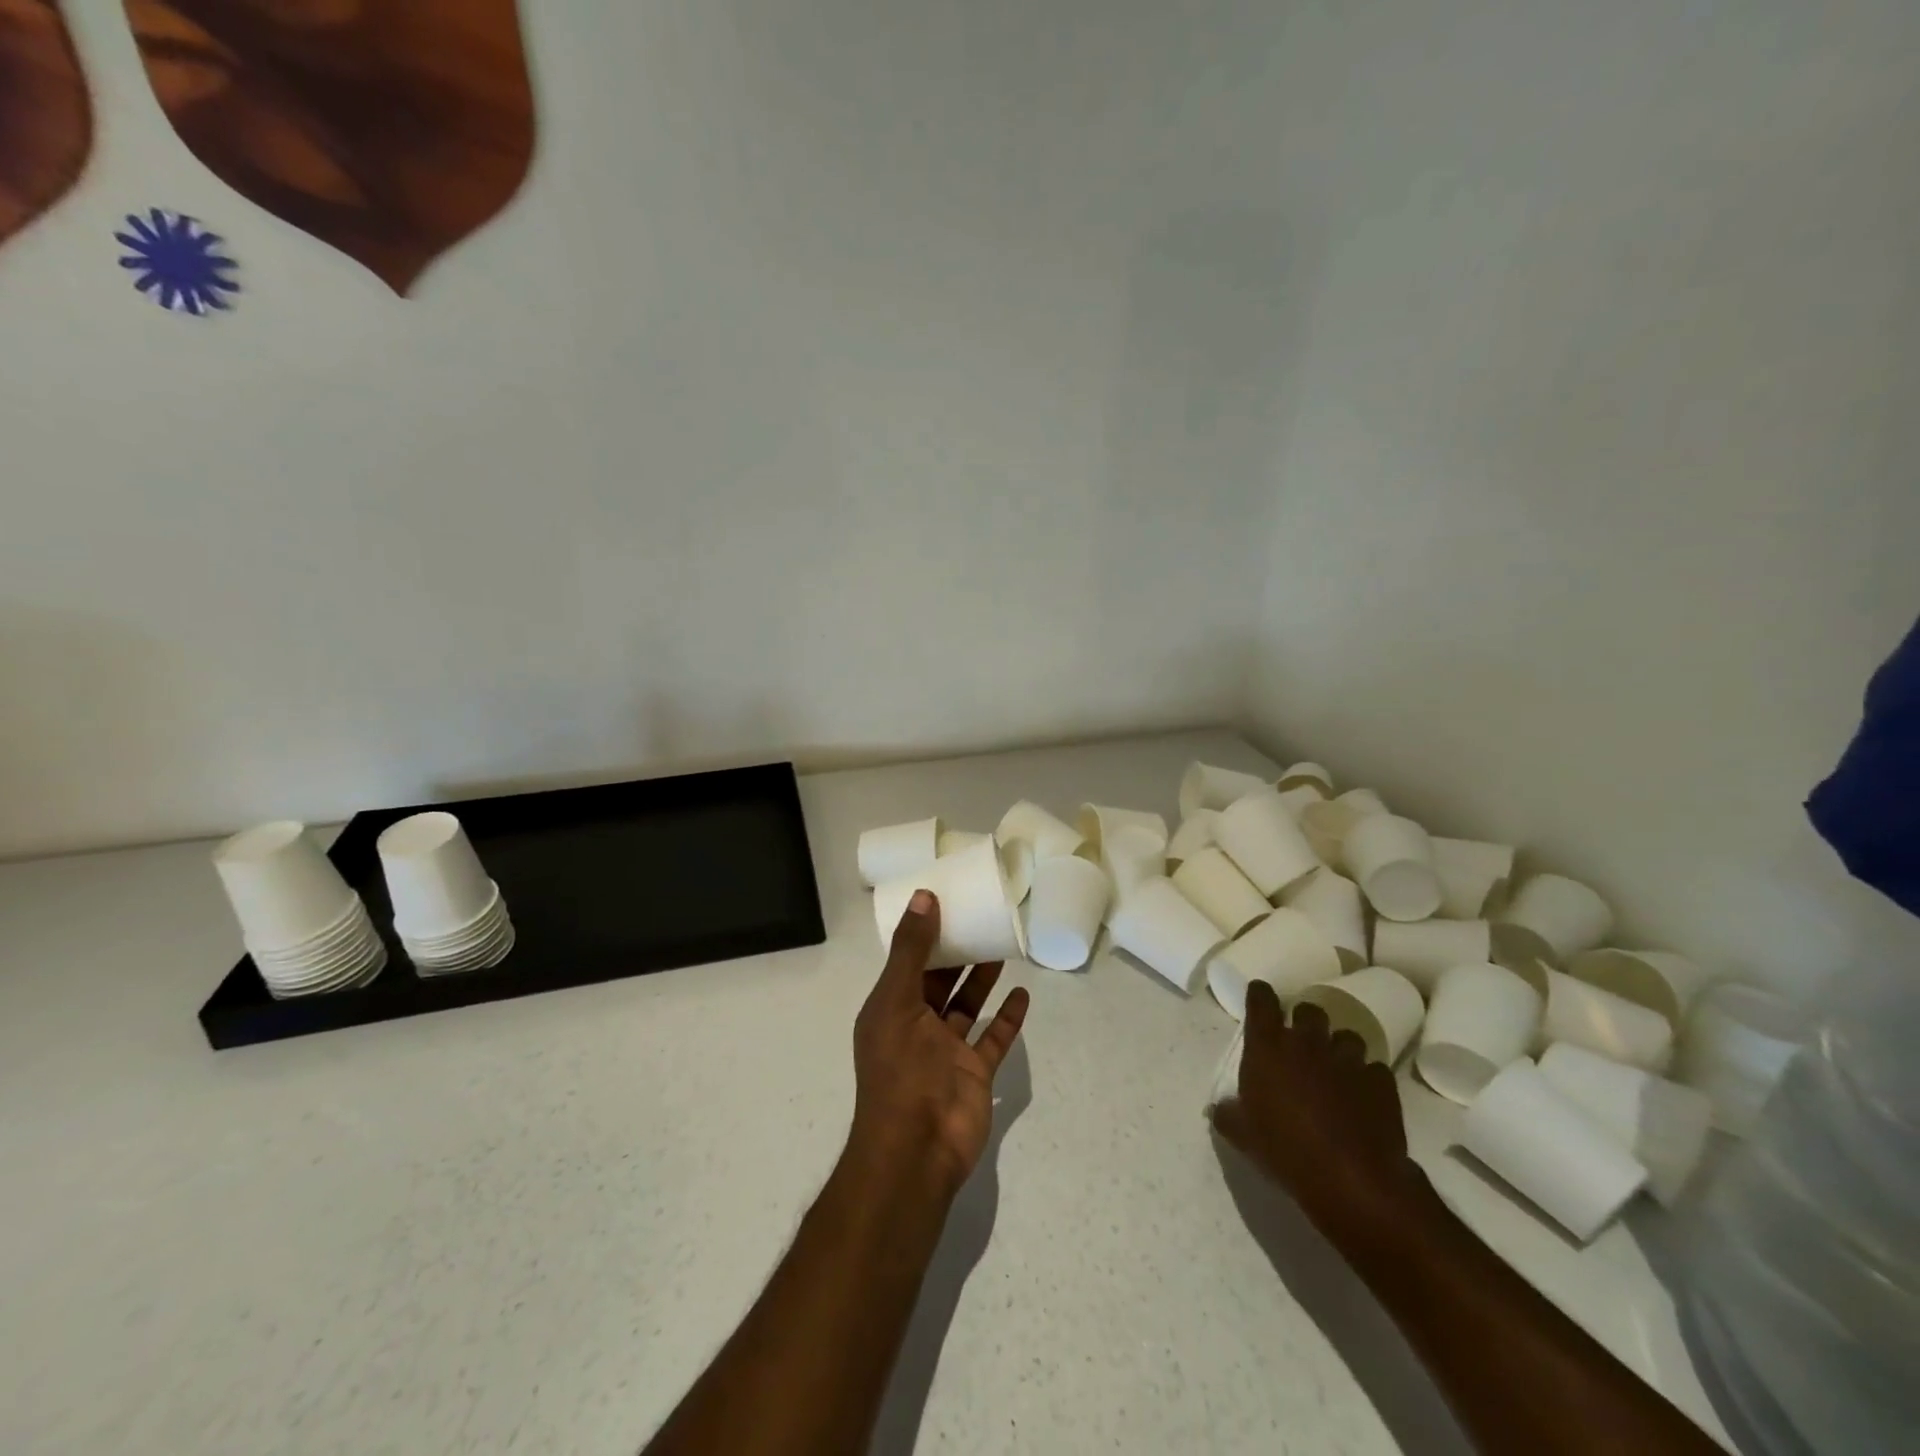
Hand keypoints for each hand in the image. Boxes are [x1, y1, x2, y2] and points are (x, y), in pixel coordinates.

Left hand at [850, 890, 1030, 1196]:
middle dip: (957, 952)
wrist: (917, 1149)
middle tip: (981, 918)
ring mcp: (947, 1050)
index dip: (925, 934)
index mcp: (891, 1008)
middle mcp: (917, 1025)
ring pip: (967, 1005)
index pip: (908, 962)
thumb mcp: (897, 1000)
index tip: (947, 902)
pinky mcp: (975, 1072)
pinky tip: (1022, 993)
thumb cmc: (901, 1069)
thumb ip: (911, 950)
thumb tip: (924, 896)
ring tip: (1002, 945)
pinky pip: (993, 1038)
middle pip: (939, 980)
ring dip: (982, 978)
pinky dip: (1007, 1018)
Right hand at [1212, 980, 1425, 1249]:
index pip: (1261, 999)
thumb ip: (1227, 1113)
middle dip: (1305, 1021)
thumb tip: (1218, 1108)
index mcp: (1269, 1045)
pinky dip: (1367, 1079)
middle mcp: (1308, 1041)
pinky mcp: (1380, 1082)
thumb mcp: (1241, 1134)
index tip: (1260, 1000)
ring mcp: (1348, 1059)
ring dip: (1339, 1049)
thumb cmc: (1284, 1148)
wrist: (1351, 1179)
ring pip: (1346, 1036)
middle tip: (1301, 1044)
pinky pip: (1374, 1069)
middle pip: (1309, 1010)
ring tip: (1336, 1070)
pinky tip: (1363, 1098)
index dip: (1260, 996)